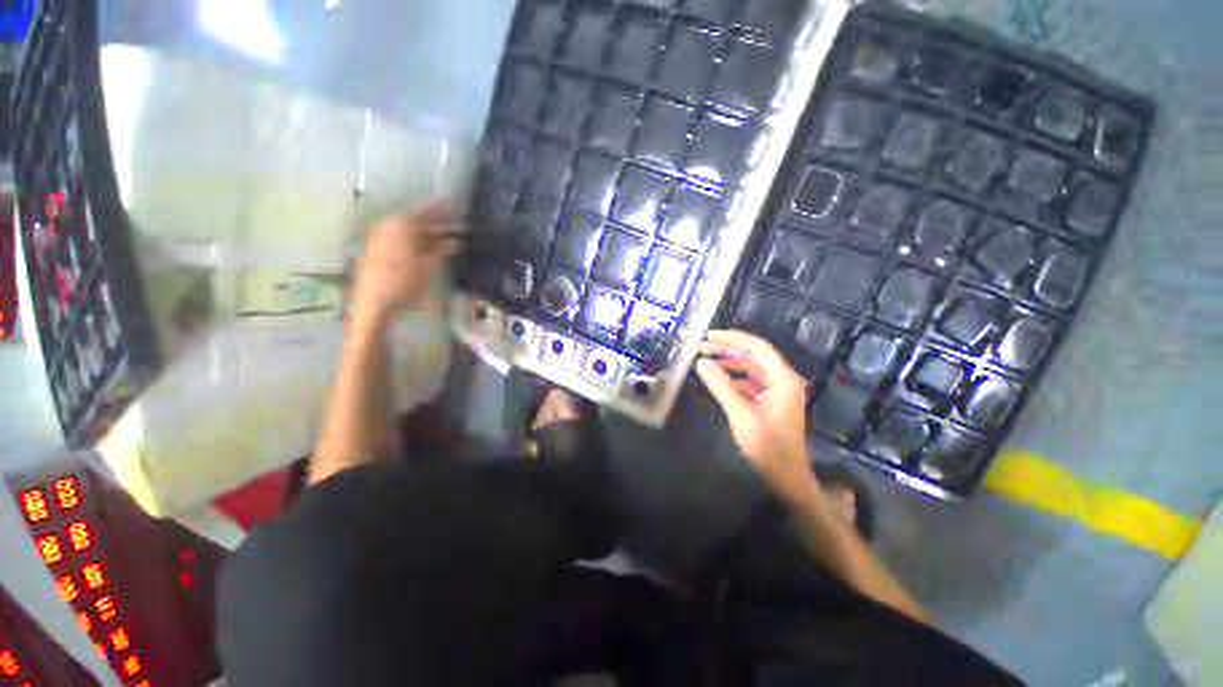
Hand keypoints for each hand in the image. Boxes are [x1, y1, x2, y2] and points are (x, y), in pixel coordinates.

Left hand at [351, 202, 459, 324]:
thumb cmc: (404, 283)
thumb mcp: (428, 267)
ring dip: (428, 232)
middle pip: (417, 219)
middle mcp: (389, 226)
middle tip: (456, 222)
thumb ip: (443, 251)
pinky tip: (428, 247)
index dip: (443, 209)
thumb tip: (456, 242)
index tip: (457, 206)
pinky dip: (417, 240)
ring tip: (447, 236)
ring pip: (410, 229)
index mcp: (401, 226)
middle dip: (437, 221)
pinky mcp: (377, 251)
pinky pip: (402, 238)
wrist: (374, 303)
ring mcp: (381, 238)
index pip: (426, 211)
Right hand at [696, 329, 816, 501]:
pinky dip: (732, 378)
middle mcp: (782, 379)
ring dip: (728, 363)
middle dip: (726, 349)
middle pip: (752, 355)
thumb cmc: (767, 445)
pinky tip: (716, 379)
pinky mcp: (769, 401)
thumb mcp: (740, 413)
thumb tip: (701, 362)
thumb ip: (720, 385)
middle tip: (701, 346)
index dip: (732, 338)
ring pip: (750, 368)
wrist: (785, 476)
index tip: (708, 336)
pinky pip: (749, 382)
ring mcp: (776, 390)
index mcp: (782, 378)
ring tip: (704, 360)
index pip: (757, 347)